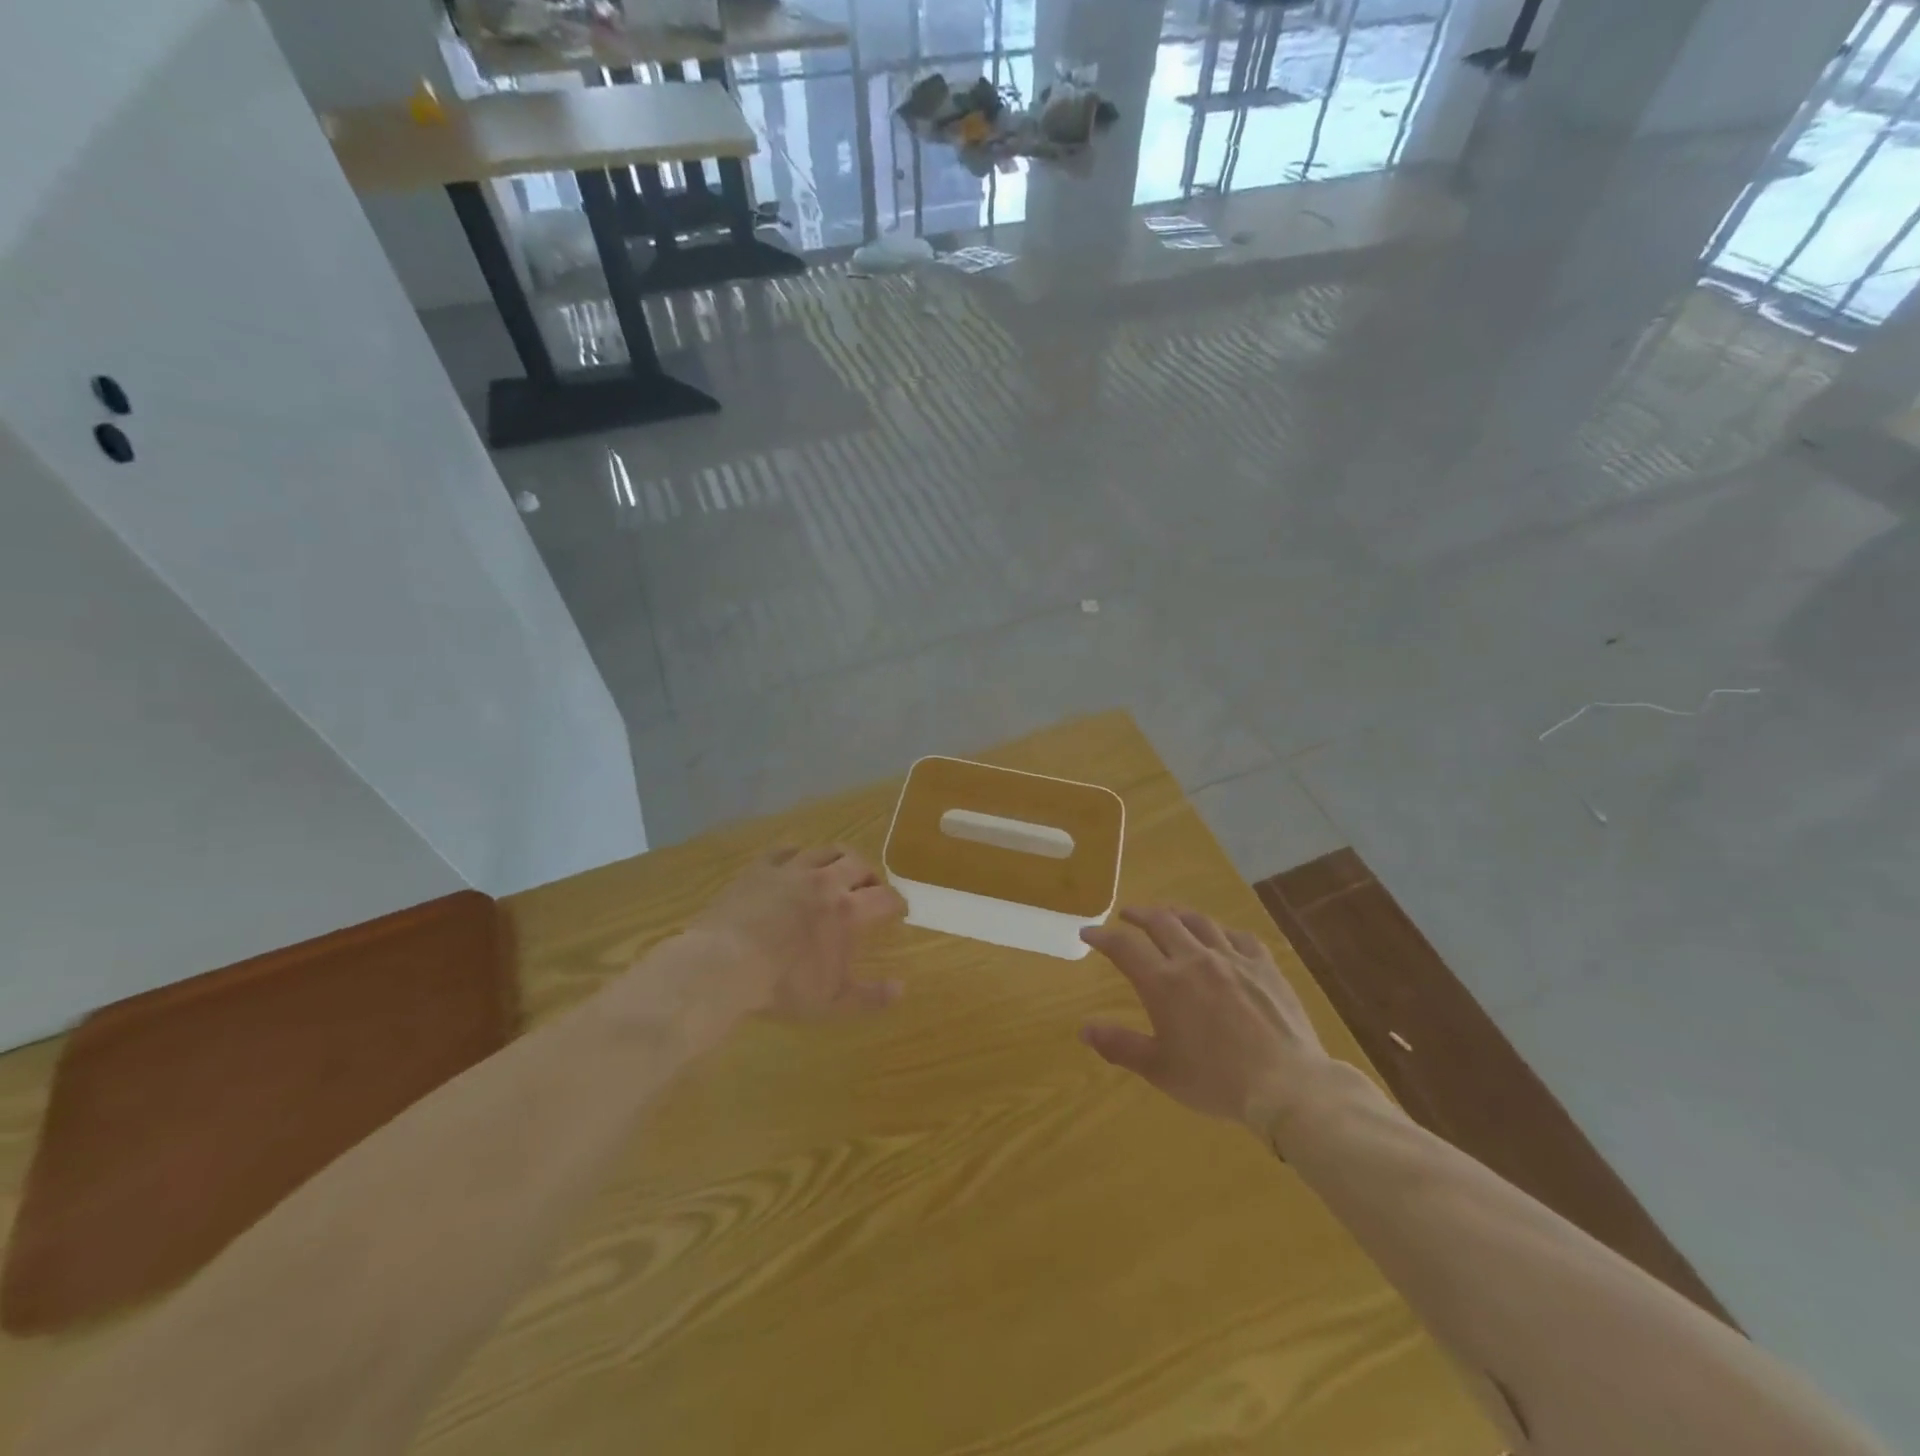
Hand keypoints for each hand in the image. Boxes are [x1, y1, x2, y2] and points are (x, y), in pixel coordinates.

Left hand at [690, 846, 907, 1019]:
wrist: (722, 965)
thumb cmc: (782, 986)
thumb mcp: (832, 1002)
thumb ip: (870, 996)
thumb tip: (901, 989)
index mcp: (847, 911)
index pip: (885, 898)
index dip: (896, 903)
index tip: (898, 910)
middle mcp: (825, 882)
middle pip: (859, 864)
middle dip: (870, 876)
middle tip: (868, 890)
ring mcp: (792, 870)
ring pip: (827, 850)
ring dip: (839, 860)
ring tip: (837, 872)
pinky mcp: (761, 867)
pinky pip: (787, 849)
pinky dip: (800, 854)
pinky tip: (797, 864)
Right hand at [1080, 907, 1333, 1134]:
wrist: (1287, 1085)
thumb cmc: (1216, 1081)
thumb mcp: (1160, 1069)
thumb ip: (1120, 1046)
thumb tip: (1084, 1029)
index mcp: (1164, 983)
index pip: (1124, 947)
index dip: (1102, 936)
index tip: (1088, 933)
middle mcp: (1194, 959)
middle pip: (1160, 922)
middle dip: (1138, 914)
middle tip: (1127, 915)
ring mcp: (1232, 958)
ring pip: (1198, 921)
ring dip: (1176, 914)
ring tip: (1168, 916)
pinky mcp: (1264, 965)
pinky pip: (1239, 936)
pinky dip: (1222, 932)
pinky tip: (1221, 937)